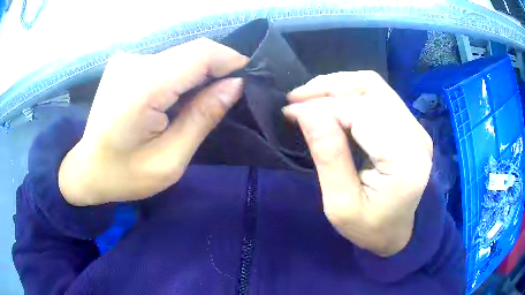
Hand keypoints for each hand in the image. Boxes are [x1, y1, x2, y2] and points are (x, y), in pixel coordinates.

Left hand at [59, 38, 247, 205]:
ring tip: (200, 102)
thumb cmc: (123, 175)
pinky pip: (166, 61)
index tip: (248, 77)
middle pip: (192, 52)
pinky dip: (181, 75)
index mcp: (142, 89)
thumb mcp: (169, 161)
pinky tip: (176, 98)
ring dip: (198, 74)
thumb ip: (202, 118)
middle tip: (226, 96)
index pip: (199, 54)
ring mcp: (127, 60)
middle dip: (217, 69)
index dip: (230, 59)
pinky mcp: (126, 63)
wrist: (86, 169)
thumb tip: (235, 85)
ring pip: (180, 55)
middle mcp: (133, 63)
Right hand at [284, 71, 432, 256]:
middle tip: (295, 98)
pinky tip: (331, 100)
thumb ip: (329, 157)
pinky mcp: (409, 125)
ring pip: (374, 86)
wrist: (398, 232)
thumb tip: (306, 112)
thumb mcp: (341, 205)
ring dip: (338, 85)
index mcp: (405, 161)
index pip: (361, 114)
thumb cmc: (370, 228)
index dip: (323, 108)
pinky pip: (378, 94)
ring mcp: (416, 127)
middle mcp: (416, 136)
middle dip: (327, 89)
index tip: (290, 111)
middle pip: (371, 91)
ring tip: (309, 95)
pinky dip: (350, 91)